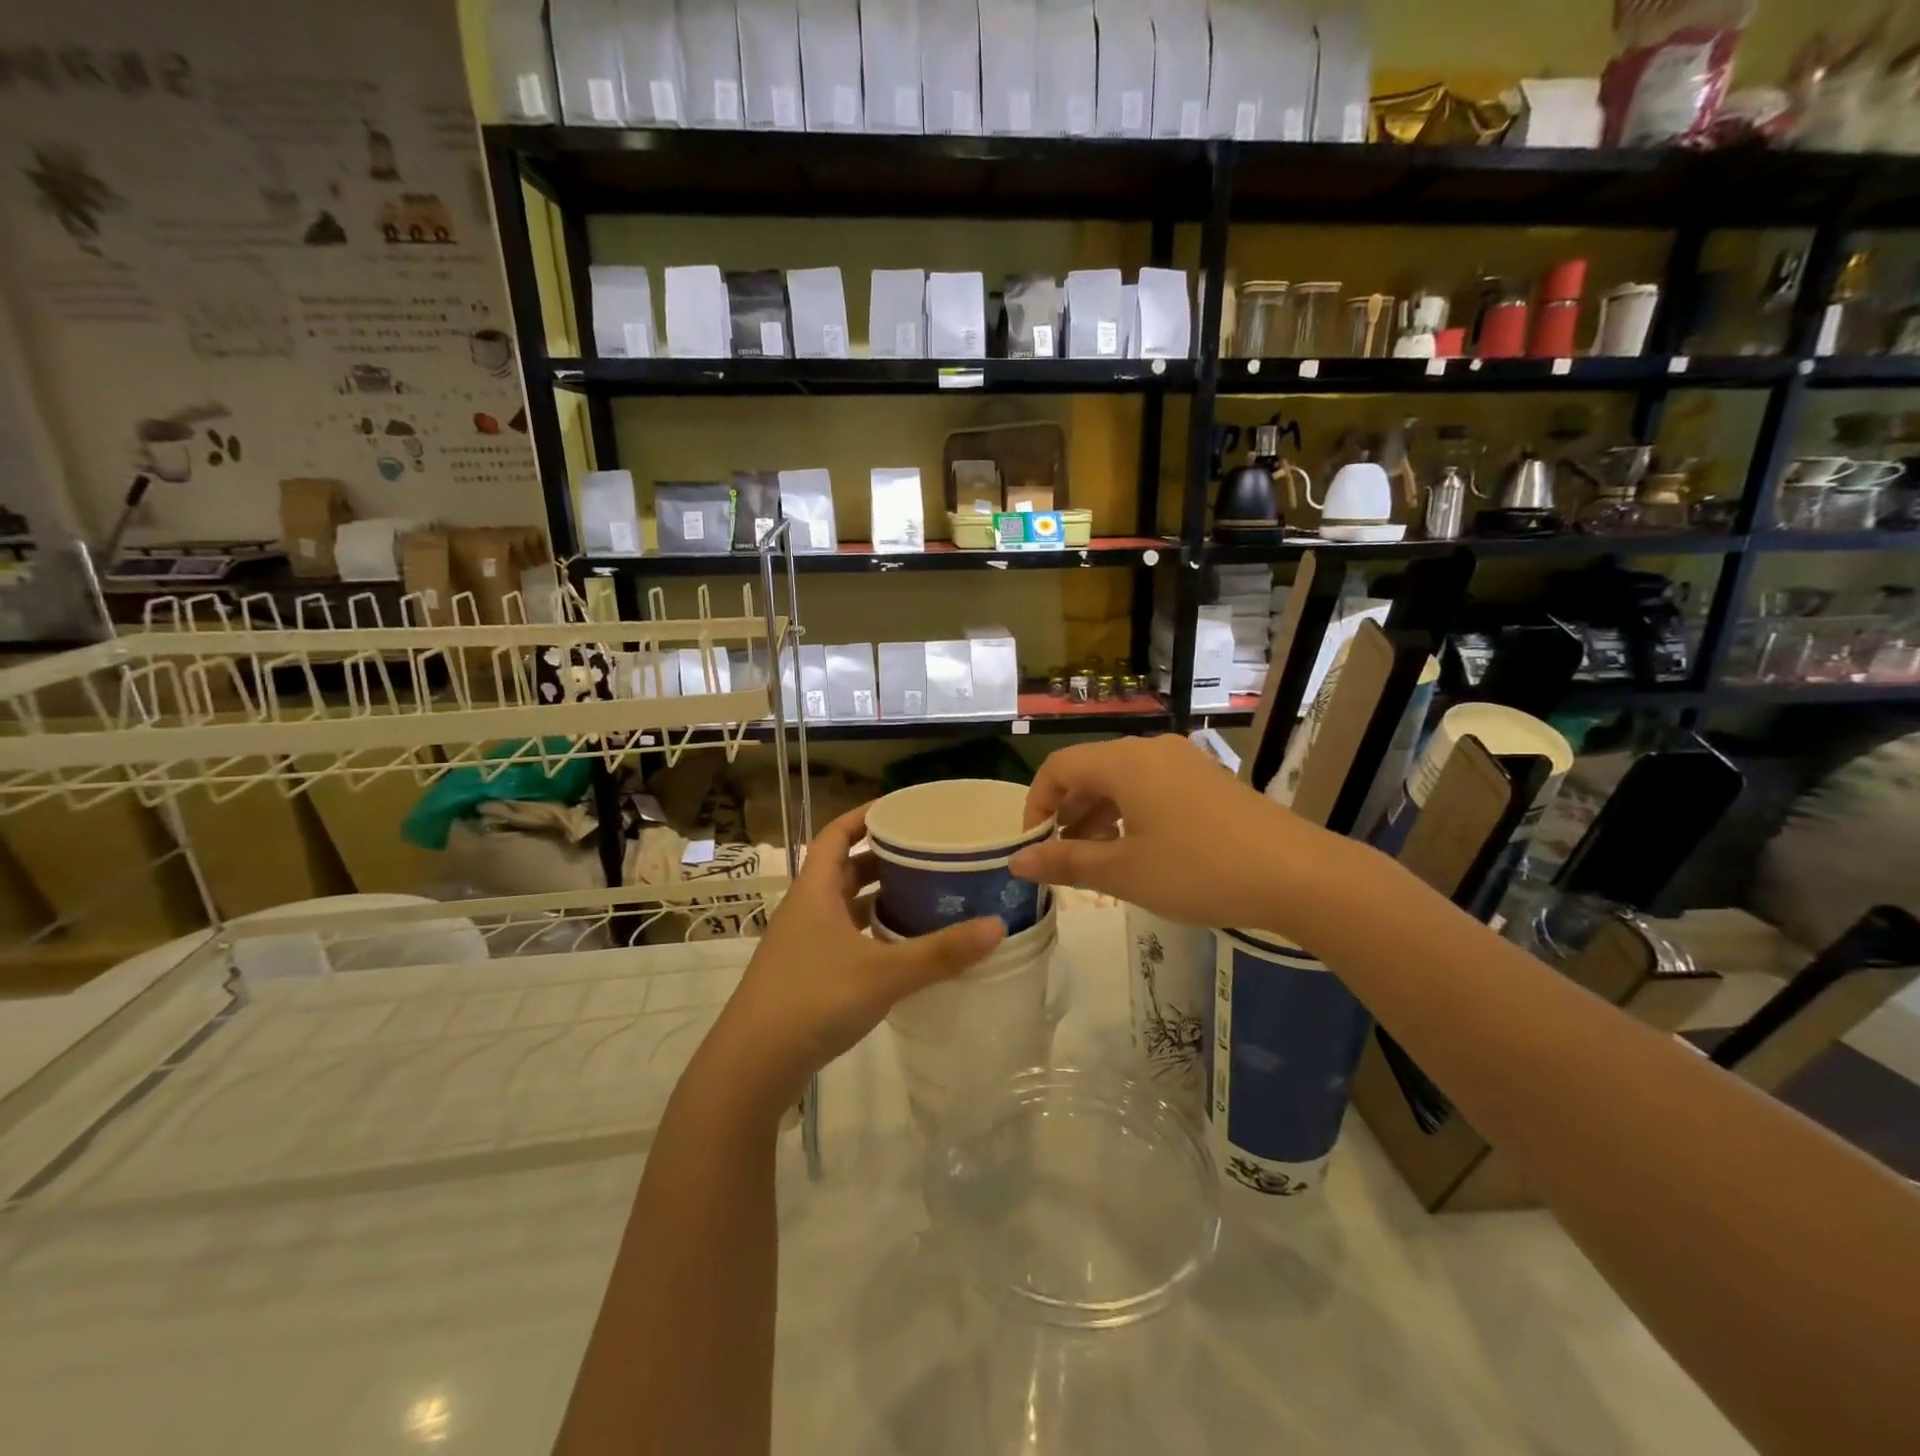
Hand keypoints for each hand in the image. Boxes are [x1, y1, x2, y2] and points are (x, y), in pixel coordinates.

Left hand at [702, 805, 1004, 1115]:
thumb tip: (996, 926)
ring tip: (924, 893)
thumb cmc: (813, 1000)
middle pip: (846, 868)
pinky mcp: (808, 974)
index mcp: (815, 890)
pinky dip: (873, 932)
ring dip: (879, 897)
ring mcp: (804, 943)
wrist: (752, 1066)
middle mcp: (807, 909)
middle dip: (884, 858)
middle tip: (928, 853)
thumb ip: (940, 953)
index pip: (837, 834)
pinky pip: (846, 937)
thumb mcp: (883, 973)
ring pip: (846, 905)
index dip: (866, 815)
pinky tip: (903, 946)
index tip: (903, 809)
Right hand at [1008, 735, 1348, 935]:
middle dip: (1068, 813)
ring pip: (1122, 781)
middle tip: (1061, 858)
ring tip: (1096, 860)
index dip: (1037, 805)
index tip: (1034, 847)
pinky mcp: (1208, 779)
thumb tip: (1017, 862)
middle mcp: (1151, 750)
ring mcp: (1184, 761)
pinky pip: (1151, 787)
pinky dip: (1131, 814)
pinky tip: (1138, 850)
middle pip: (1090, 771)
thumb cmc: (1199, 870)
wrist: (1298, 875)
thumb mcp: (1124, 873)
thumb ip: (1066, 862)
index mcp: (1124, 762)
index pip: (1058, 768)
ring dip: (1098, 816)